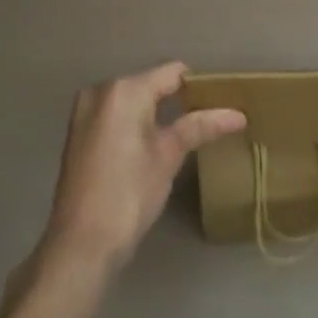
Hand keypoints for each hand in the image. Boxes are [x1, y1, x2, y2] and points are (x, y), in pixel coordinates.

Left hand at [38, 61, 245, 277]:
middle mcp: (101, 90)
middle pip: (151, 83)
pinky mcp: (78, 130)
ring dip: (156, 111)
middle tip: (204, 122)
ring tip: (183, 134)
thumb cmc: (129, 195)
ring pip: (133, 99)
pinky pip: (116, 113)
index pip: (172, 72)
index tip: (220, 104)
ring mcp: (85, 110)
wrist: (80, 244)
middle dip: (177, 100)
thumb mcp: (168, 156)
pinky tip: (151, 144)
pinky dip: (135, 122)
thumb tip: (238, 115)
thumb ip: (200, 126)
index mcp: (124, 90)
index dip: (198, 86)